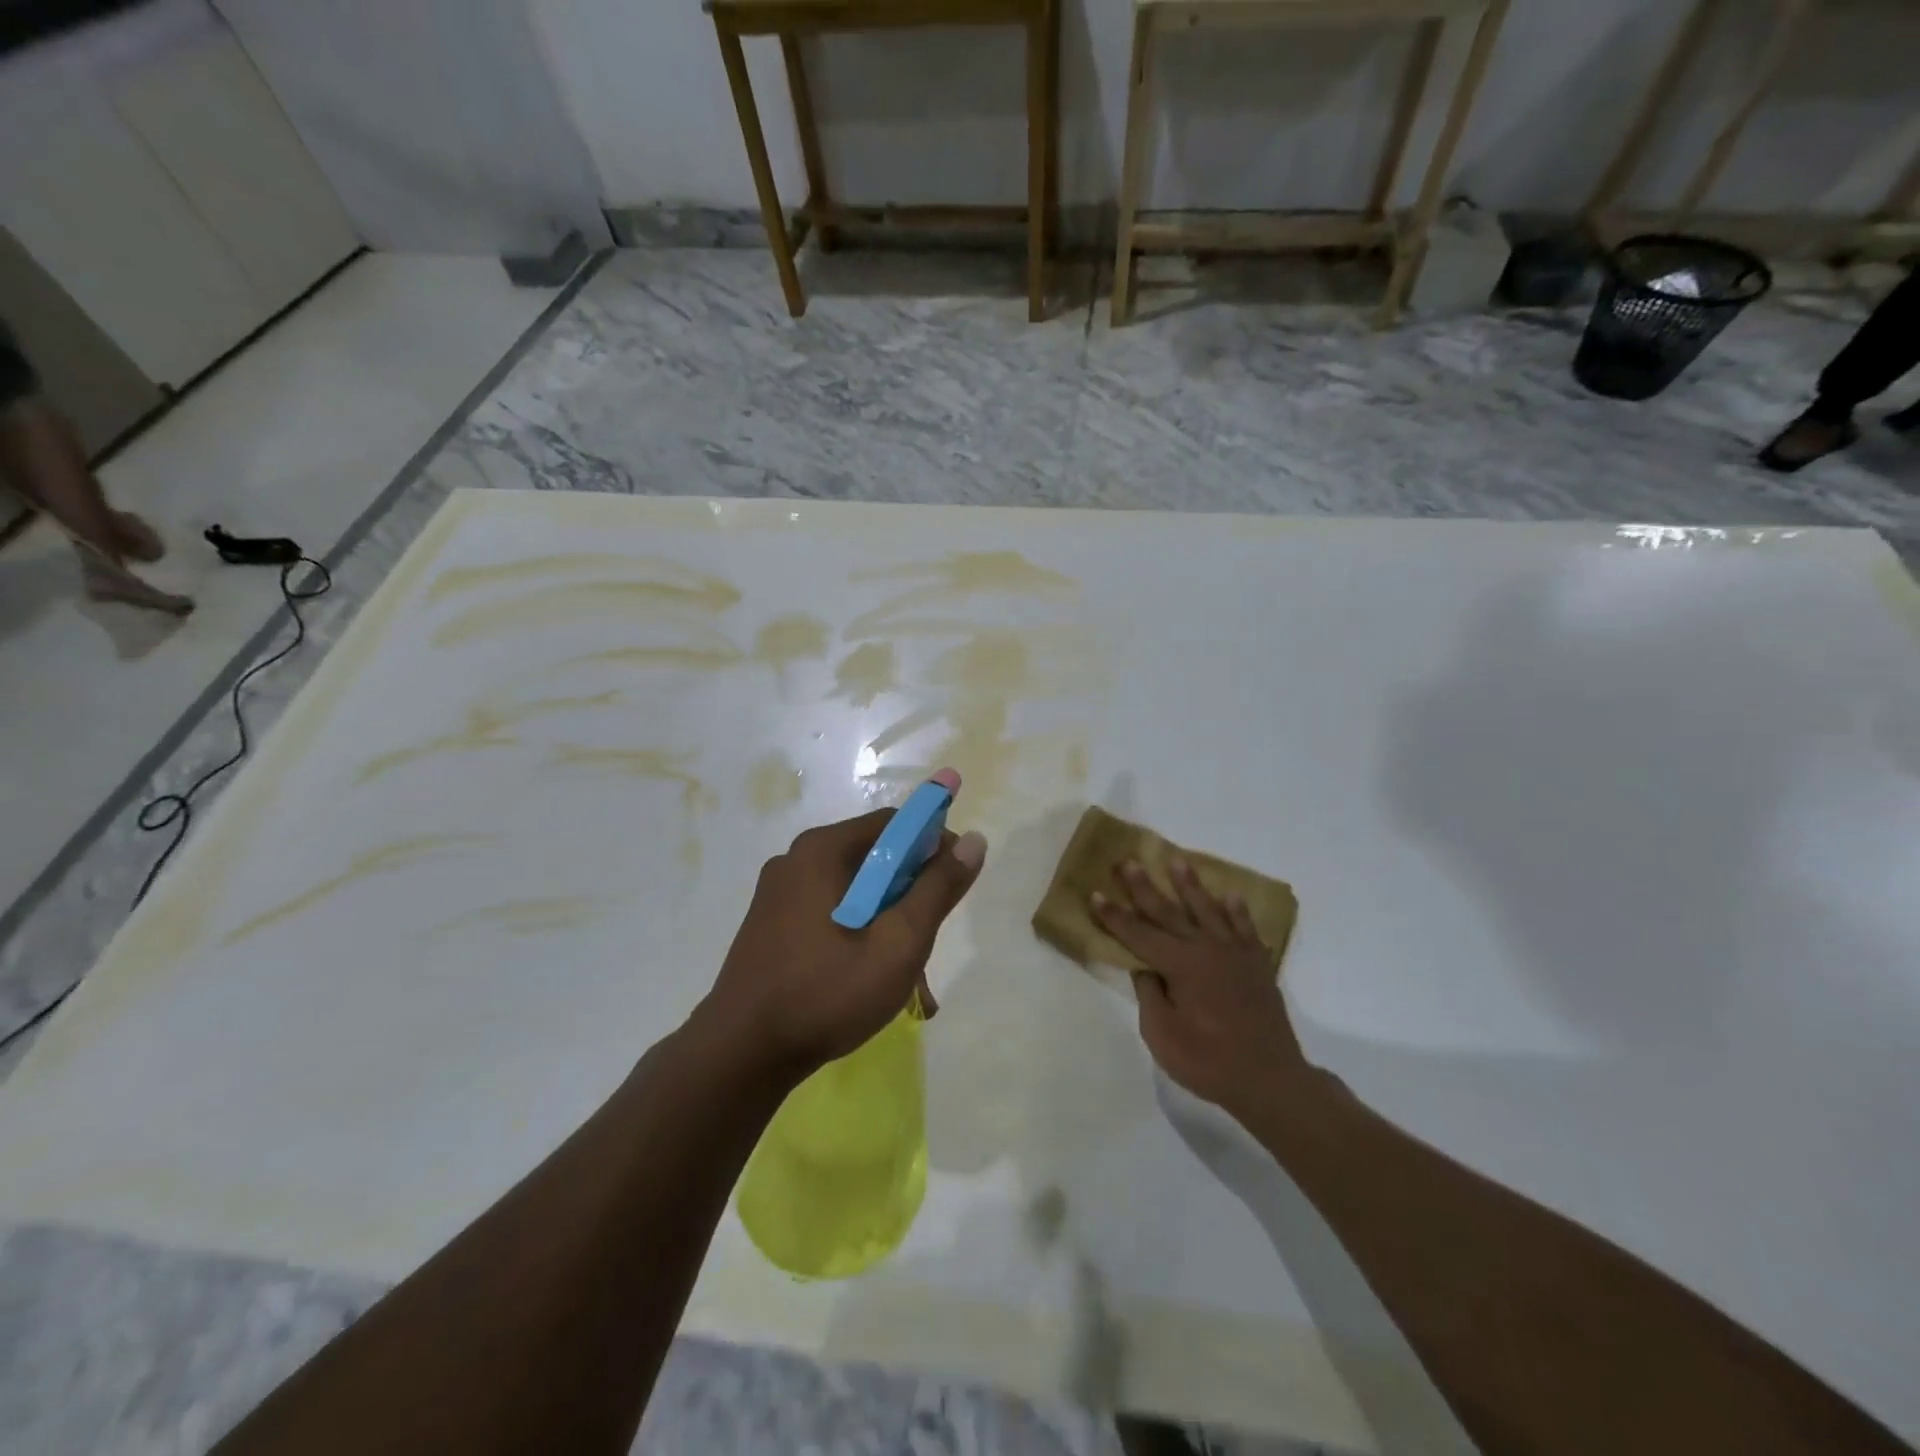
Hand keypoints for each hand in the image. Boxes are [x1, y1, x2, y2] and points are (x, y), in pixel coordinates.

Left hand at [702, 809, 987, 1081]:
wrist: (739, 1056)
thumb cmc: (825, 994)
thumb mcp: (898, 944)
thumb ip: (938, 890)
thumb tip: (974, 840)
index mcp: (822, 851)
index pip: (894, 824)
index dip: (934, 844)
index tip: (957, 882)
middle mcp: (797, 860)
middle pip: (874, 858)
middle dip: (912, 894)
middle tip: (931, 939)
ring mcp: (779, 894)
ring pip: (855, 891)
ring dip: (889, 922)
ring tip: (910, 979)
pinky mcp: (772, 924)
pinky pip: (831, 912)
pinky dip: (860, 933)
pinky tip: (873, 979)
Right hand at [1091, 857, 1308, 1122]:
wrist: (1271, 1079)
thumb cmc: (1209, 1062)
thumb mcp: (1162, 1035)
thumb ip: (1150, 995)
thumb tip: (1144, 967)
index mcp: (1179, 965)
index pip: (1138, 934)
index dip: (1114, 915)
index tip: (1096, 893)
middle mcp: (1205, 949)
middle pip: (1168, 912)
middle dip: (1144, 887)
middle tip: (1128, 862)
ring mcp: (1234, 953)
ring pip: (1207, 909)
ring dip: (1189, 885)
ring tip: (1177, 860)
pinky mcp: (1257, 963)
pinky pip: (1244, 928)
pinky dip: (1237, 910)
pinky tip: (1230, 896)